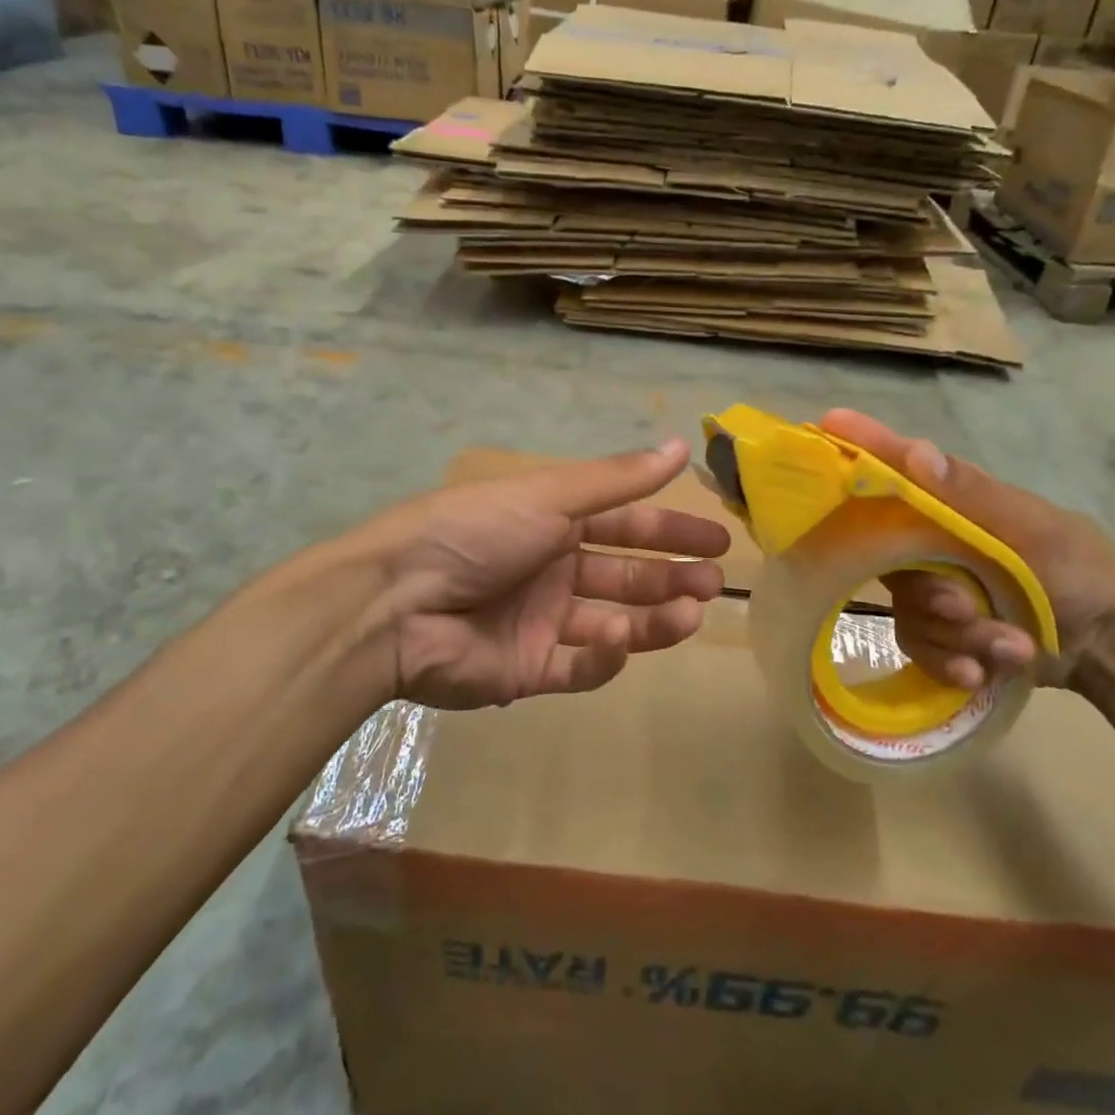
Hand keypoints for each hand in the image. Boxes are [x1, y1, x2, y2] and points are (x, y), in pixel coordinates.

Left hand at [346, 438, 730, 709]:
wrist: (397, 603)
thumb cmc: (478, 532)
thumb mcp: (551, 495)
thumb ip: (618, 479)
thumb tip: (681, 444)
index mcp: (553, 522)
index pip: (626, 524)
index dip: (672, 531)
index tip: (718, 541)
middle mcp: (551, 568)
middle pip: (625, 574)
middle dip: (672, 577)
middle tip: (715, 583)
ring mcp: (540, 622)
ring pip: (611, 621)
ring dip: (654, 618)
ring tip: (691, 615)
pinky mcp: (526, 671)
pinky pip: (577, 667)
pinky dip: (603, 658)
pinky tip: (619, 641)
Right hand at [820, 410, 1114, 690]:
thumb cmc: (1079, 573)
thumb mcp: (1035, 531)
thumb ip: (973, 496)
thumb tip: (915, 453)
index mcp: (955, 505)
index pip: (899, 469)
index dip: (864, 447)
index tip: (830, 421)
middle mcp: (935, 541)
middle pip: (889, 558)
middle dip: (930, 592)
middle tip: (964, 607)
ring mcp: (936, 588)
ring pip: (907, 609)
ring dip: (958, 635)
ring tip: (1010, 647)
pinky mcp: (941, 633)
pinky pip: (917, 645)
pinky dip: (951, 661)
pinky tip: (984, 673)